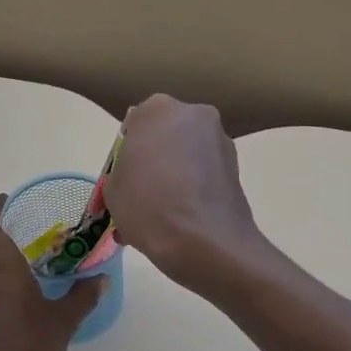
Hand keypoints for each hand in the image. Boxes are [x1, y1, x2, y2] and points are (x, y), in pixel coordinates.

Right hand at [104, 95, 265, 293]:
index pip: (135, 125)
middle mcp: (194, 114)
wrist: (203, 241)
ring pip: (188, 157)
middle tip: (143, 196)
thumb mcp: (113, 190)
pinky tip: (183, 222)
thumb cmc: (148, 205)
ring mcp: (221, 140)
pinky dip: (194, 191)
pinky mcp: (237, 168)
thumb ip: (122, 173)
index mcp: (158, 109)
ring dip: (176, 178)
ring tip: (163, 216)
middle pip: (166, 138)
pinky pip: (205, 176)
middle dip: (155, 163)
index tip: (126, 179)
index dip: (128, 155)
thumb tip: (135, 179)